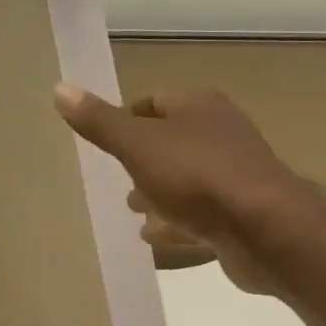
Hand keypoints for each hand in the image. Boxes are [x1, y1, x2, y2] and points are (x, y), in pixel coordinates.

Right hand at [53, 85, 301, 293]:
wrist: (264, 229)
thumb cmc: (198, 177)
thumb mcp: (139, 146)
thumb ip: (102, 123)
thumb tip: (60, 87)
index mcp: (201, 108)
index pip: (157, 102)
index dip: (129, 117)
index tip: (106, 138)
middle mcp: (222, 137)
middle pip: (175, 144)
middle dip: (145, 160)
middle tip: (117, 179)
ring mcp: (236, 179)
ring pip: (189, 183)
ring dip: (161, 195)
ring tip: (130, 210)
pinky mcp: (241, 218)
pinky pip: (201, 218)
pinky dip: (177, 225)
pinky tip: (154, 238)